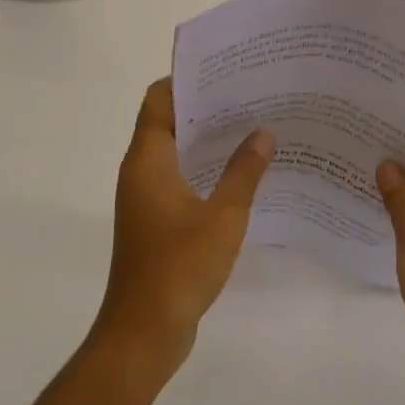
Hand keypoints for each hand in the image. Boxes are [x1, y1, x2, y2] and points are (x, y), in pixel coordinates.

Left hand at [92, 79, 272, 379]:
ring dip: (206, 138)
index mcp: (148, 159)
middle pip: (167, 120)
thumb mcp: (223, 217)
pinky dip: (204, 167)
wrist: (143, 334)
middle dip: (204, 106)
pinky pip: (179, 177)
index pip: (158, 99)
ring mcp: (146, 196)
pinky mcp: (155, 220)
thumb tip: (264, 133)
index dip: (186, 79)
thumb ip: (244, 172)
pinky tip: (240, 173)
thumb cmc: (179, 267)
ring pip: (175, 150)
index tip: (224, 69)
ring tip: (251, 126)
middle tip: (249, 94)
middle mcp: (141, 170)